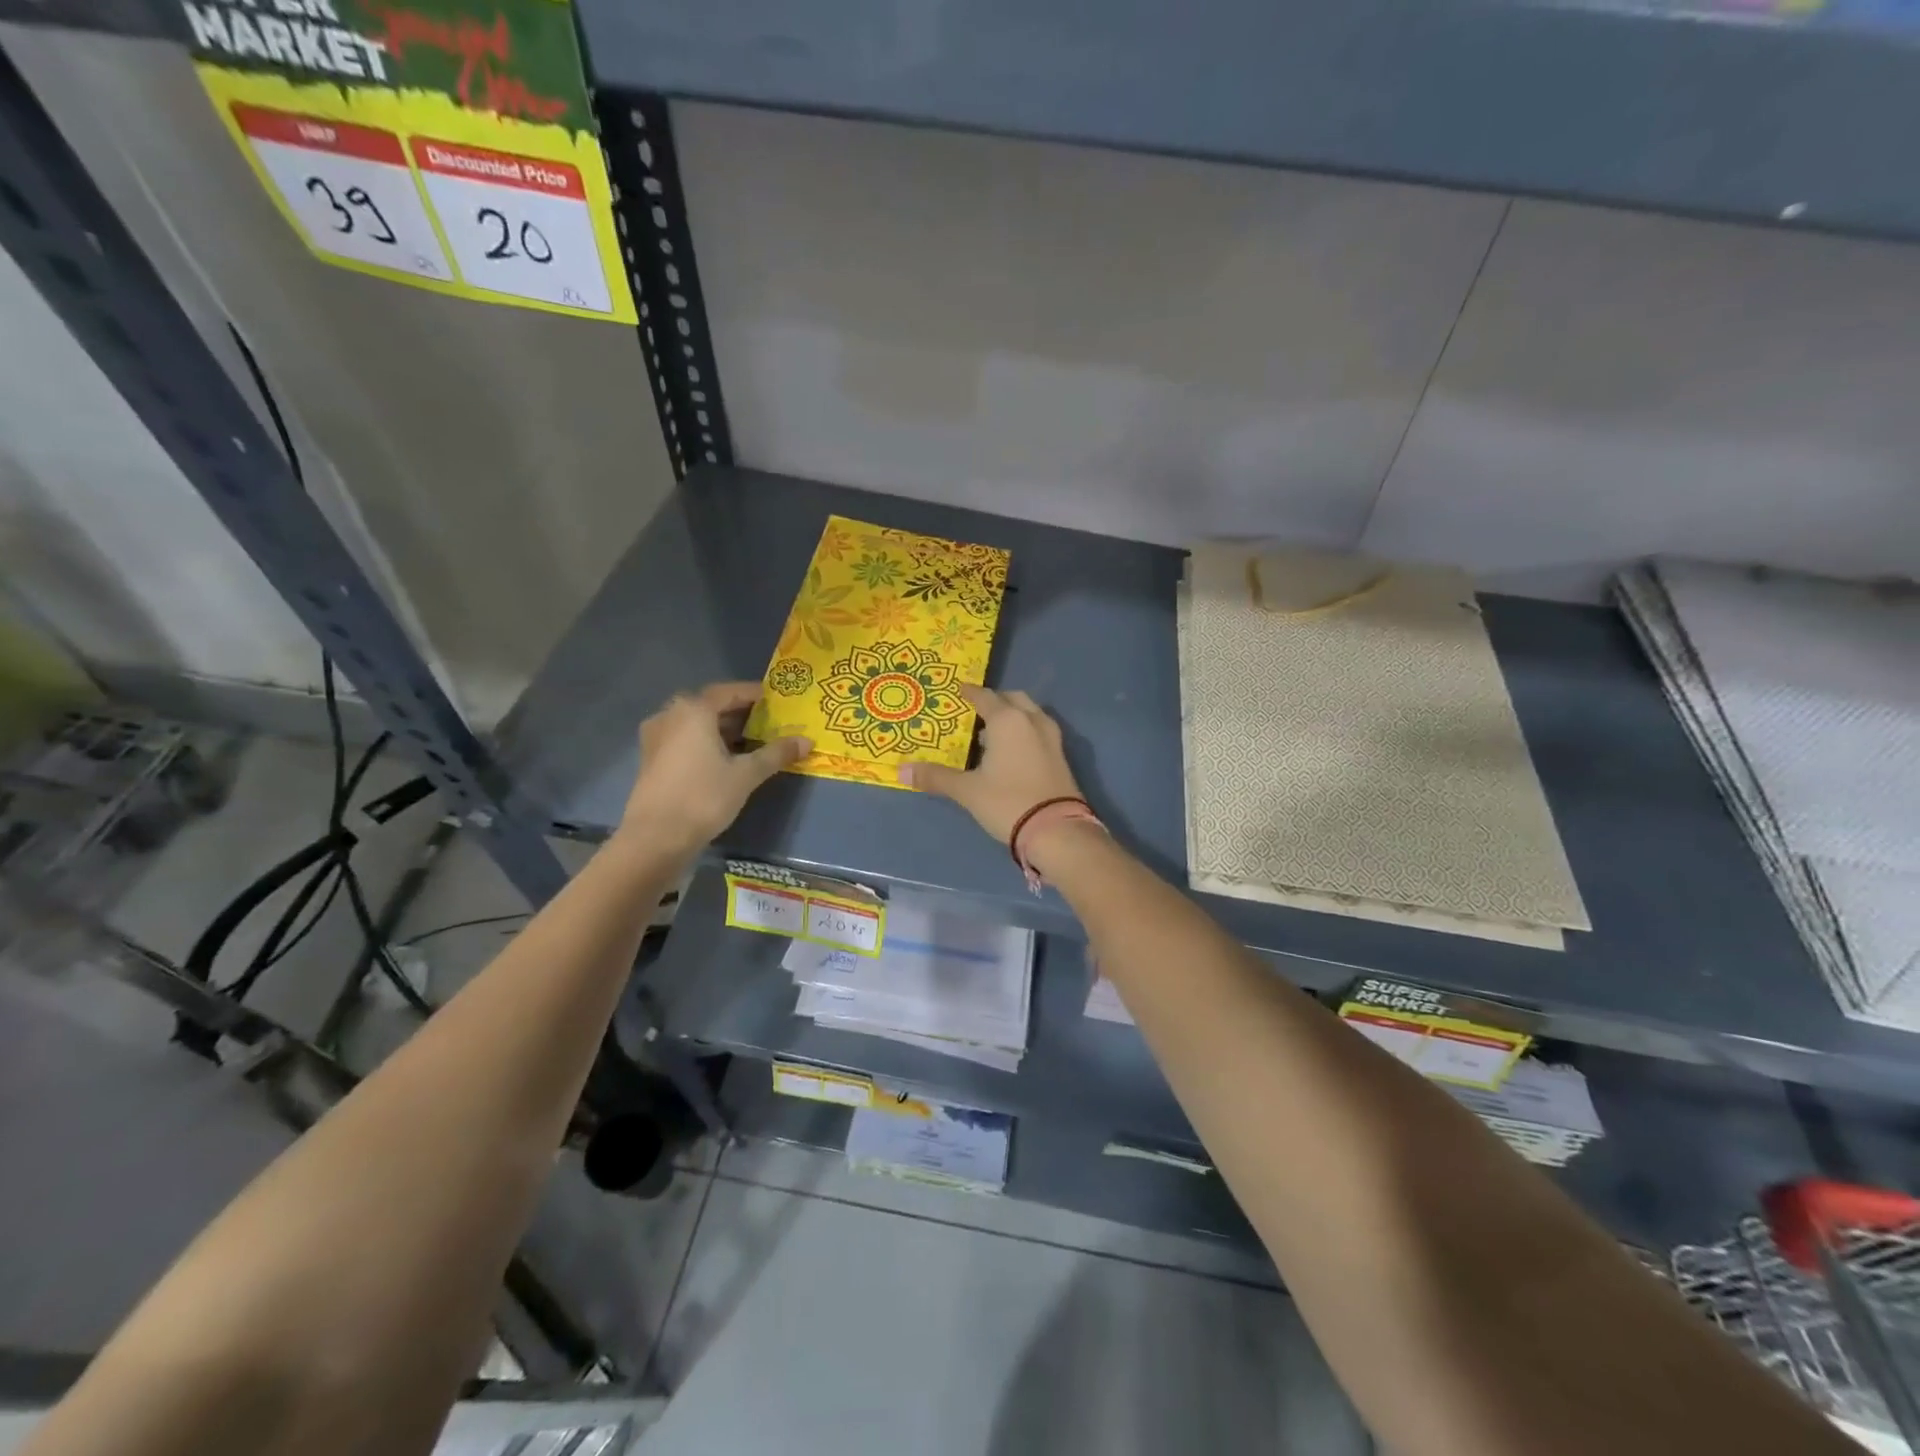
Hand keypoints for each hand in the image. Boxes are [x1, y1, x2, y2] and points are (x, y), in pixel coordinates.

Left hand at [620, 683, 810, 854]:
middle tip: (767, 721)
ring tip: (751, 740)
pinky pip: (684, 739)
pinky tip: (724, 758)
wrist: (656, 837)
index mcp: (693, 710)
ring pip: (696, 724)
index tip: (775, 699)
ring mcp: (656, 737)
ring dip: (722, 728)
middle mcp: (670, 715)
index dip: (754, 694)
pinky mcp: (651, 759)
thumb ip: (776, 754)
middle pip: (711, 706)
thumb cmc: (704, 797)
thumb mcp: (746, 774)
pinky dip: (705, 741)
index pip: (729, 692)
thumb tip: (806, 741)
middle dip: (739, 712)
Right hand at [898, 686, 1082, 842]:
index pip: (984, 696)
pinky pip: (1037, 730)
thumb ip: (936, 777)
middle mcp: (1031, 720)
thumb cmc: (1007, 801)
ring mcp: (1051, 737)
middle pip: (1012, 699)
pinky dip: (1023, 731)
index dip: (969, 693)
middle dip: (994, 701)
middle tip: (974, 710)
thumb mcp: (967, 791)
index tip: (957, 691)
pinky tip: (1009, 751)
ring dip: (1011, 716)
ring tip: (989, 733)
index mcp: (1007, 720)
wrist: (1057, 831)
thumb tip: (902, 771)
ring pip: (1029, 714)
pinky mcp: (1060, 756)